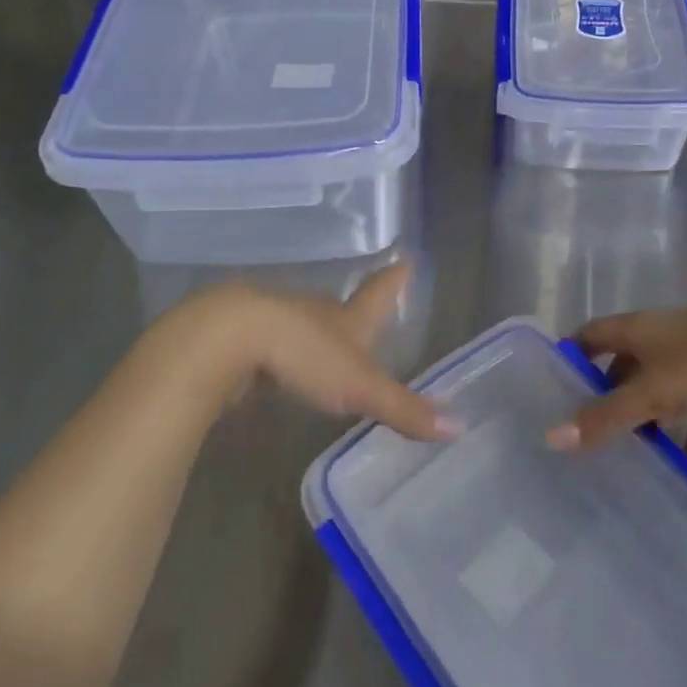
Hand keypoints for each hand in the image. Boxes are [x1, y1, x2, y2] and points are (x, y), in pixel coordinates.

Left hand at [139, 265, 455, 442]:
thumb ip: (404, 409)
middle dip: (355, 311)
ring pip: (305, 326)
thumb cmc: (305, 353)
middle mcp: (315, 313)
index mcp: (347, 318)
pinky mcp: (246, 342)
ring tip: (328, 347)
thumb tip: (459, 428)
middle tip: (367, 313)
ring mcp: (278, 324)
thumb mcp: (360, 387)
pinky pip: (274, 348)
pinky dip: (283, 357)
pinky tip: (282, 372)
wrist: (227, 340)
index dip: (394, 280)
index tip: (405, 258)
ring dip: (318, 334)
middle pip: (341, 308)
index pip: (378, 294)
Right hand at [546, 307, 686, 461]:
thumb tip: (551, 437)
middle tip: (589, 433)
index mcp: (641, 327)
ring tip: (632, 456)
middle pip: (625, 364)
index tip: (551, 392)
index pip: (592, 335)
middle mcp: (665, 335)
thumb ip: (605, 417)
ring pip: (662, 389)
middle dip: (608, 396)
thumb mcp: (653, 392)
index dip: (571, 357)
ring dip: (649, 419)